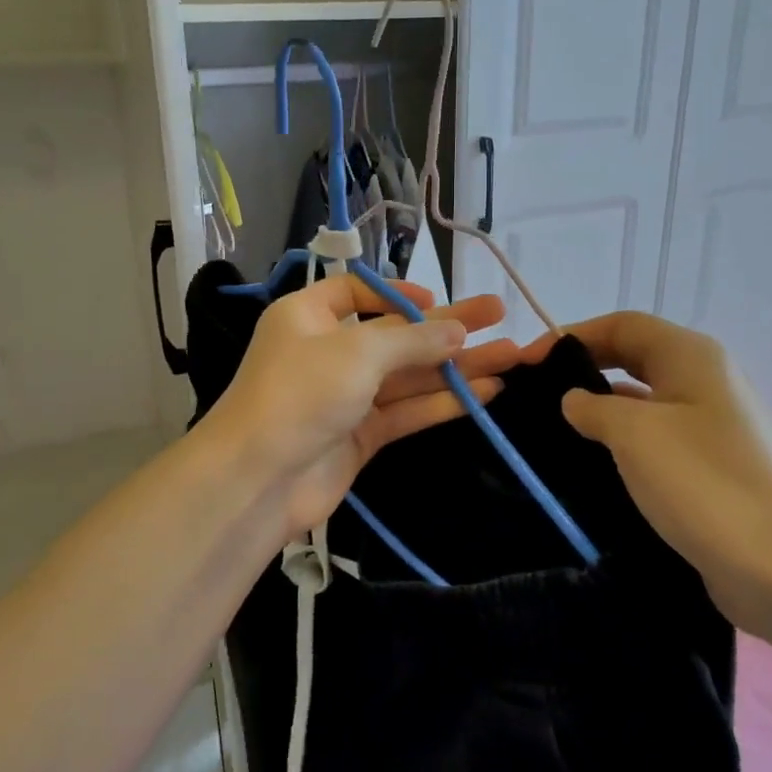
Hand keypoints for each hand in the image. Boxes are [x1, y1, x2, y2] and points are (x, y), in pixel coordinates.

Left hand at [202, 276, 520, 537]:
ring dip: (456, 366)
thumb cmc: (301, 394)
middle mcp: (327, 352)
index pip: (356, 293)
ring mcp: (345, 396)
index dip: (398, 293)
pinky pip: (406, 411)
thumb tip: (457, 331)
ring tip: (511, 355)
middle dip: (447, 326)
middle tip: (499, 312)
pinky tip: (486, 393)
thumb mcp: (357, 352)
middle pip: (395, 334)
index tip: (436, 301)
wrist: (259, 479)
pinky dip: (442, 402)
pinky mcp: (361, 435)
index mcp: (308, 316)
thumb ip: (412, 340)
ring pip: (408, 375)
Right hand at [529, 312, 771, 635]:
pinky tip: (592, 473)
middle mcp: (705, 384)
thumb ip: (593, 407)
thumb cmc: (706, 483)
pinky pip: (656, 446)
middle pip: (633, 360)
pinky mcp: (712, 474)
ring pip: (643, 406)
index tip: (526, 363)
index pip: (622, 325)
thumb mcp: (635, 434)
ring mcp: (712, 431)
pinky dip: (621, 450)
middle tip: (534, 398)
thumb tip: (574, 400)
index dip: (572, 335)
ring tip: (552, 436)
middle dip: (583, 372)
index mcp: (691, 357)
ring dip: (600, 415)